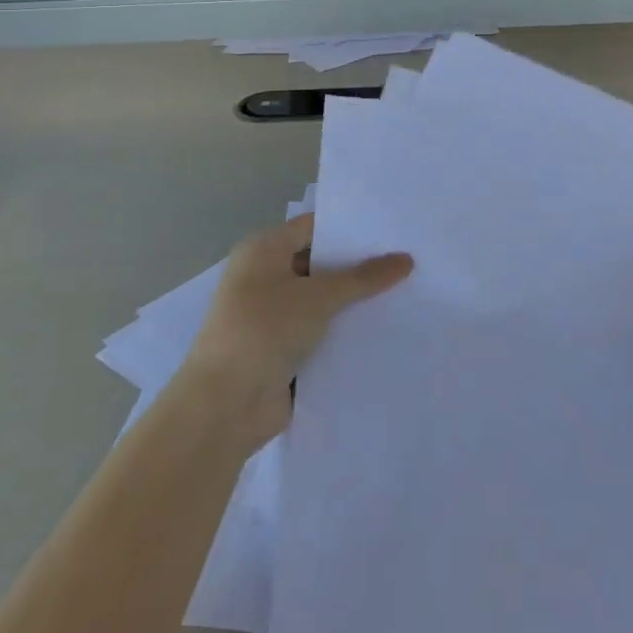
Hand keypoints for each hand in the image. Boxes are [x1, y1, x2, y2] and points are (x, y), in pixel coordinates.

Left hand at [182, 216, 411, 445]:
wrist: (225, 404)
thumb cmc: (265, 329)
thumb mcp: (319, 297)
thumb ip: (363, 278)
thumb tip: (406, 259)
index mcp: (262, 250)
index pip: (313, 227)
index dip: (350, 229)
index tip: (390, 230)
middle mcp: (263, 276)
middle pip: (318, 263)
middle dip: (356, 266)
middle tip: (405, 260)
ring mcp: (270, 315)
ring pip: (320, 300)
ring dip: (352, 302)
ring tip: (404, 292)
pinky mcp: (280, 349)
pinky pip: (318, 331)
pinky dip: (342, 331)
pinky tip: (382, 330)